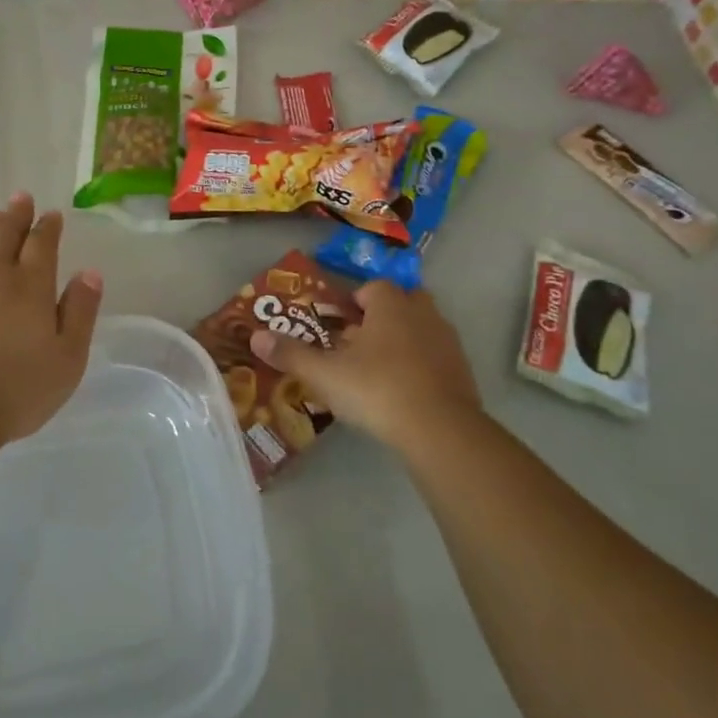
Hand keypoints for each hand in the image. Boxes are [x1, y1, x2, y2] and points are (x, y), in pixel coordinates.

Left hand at [0, 192, 103, 445]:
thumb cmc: (17, 390)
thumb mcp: (68, 358)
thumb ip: (80, 312)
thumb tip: (89, 272)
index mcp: (31, 286)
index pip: (42, 244)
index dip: (48, 227)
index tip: (52, 215)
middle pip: (5, 235)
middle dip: (16, 215)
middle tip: (21, 198)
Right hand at [249, 281, 484, 453]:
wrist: (440, 429)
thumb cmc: (377, 389)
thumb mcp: (325, 374)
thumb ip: (291, 354)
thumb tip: (254, 336)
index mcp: (391, 304)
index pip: (373, 287)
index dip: (355, 303)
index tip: (340, 327)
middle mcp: (423, 313)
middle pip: (403, 302)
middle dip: (383, 317)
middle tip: (360, 344)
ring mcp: (448, 342)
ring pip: (422, 329)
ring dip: (403, 341)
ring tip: (378, 370)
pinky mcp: (462, 372)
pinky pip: (437, 358)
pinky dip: (422, 367)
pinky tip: (404, 392)